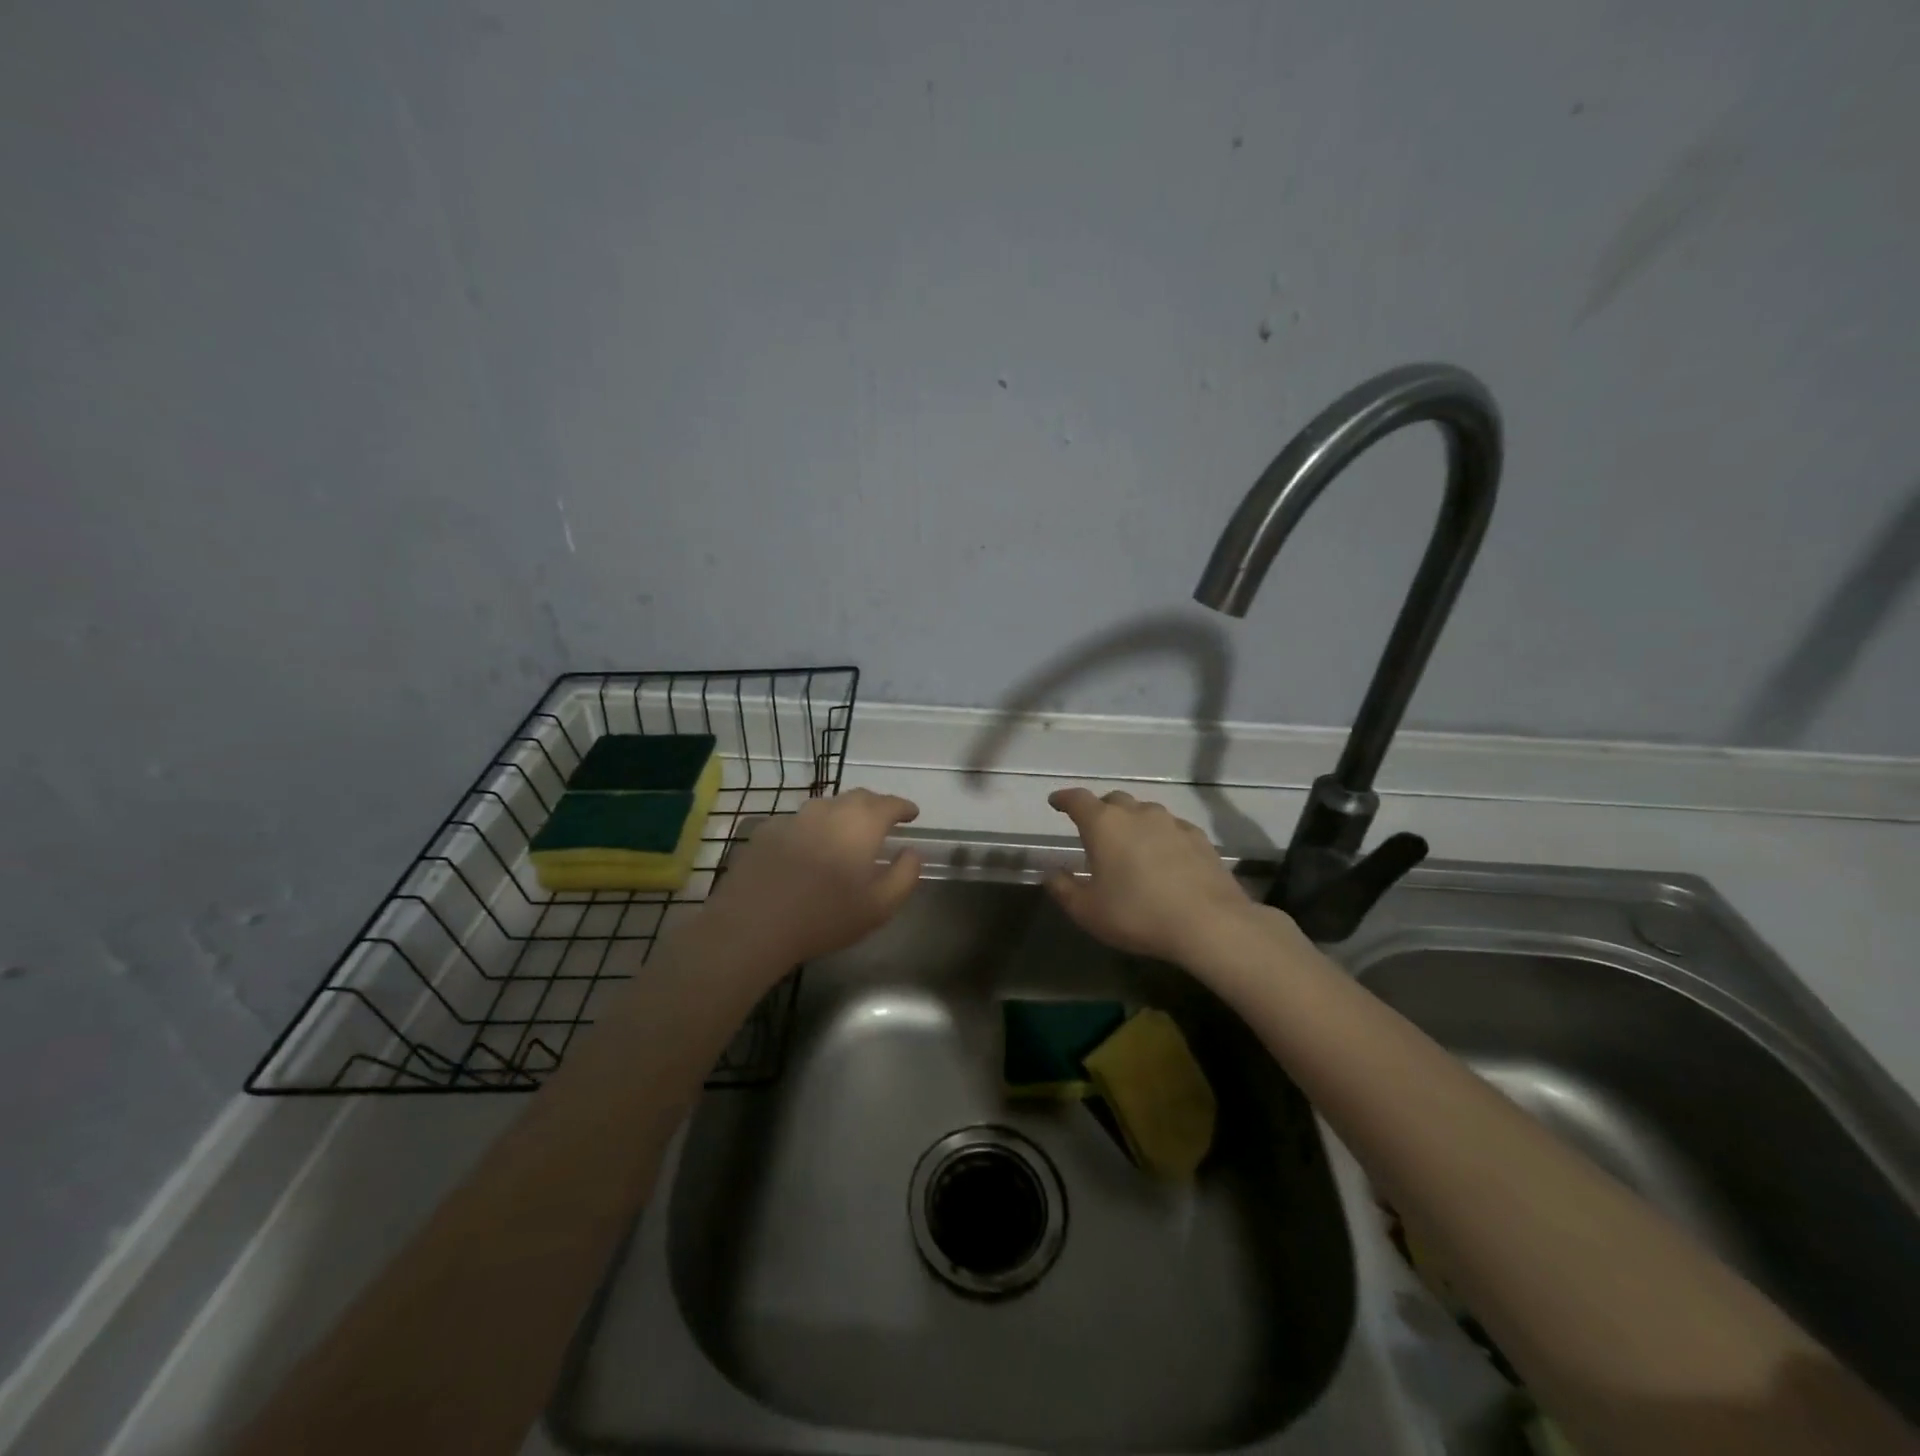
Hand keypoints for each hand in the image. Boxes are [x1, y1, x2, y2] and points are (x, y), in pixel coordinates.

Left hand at [706, 788, 923, 969]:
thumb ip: (904, 875)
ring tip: (847, 833)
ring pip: (826, 807)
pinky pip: (798, 823)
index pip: (889, 804)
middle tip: (884, 821)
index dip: (903, 807)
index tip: (912, 814)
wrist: (753, 924)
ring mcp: (794, 818)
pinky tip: (807, 849)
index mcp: (861, 824)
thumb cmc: (825, 916)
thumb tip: (911, 852)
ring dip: (842, 814)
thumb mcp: (879, 906)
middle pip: (858, 798)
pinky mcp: (766, 831)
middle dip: (875, 806)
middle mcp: (829, 810)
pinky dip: (811, 829)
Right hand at [1045, 787, 1261, 963]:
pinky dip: (1160, 836)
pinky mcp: (1199, 838)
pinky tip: (1164, 857)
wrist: (1209, 923)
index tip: (1056, 802)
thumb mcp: (1087, 911)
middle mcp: (1137, 814)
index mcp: (1104, 824)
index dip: (1064, 799)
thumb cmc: (1138, 914)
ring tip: (1130, 845)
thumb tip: (1051, 874)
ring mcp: (1172, 823)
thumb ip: (1064, 889)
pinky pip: (1172, 828)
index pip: (1077, 799)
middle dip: (1100, 810)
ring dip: (1133, 823)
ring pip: (1145, 812)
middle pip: (1114, 801)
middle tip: (1094, 830)